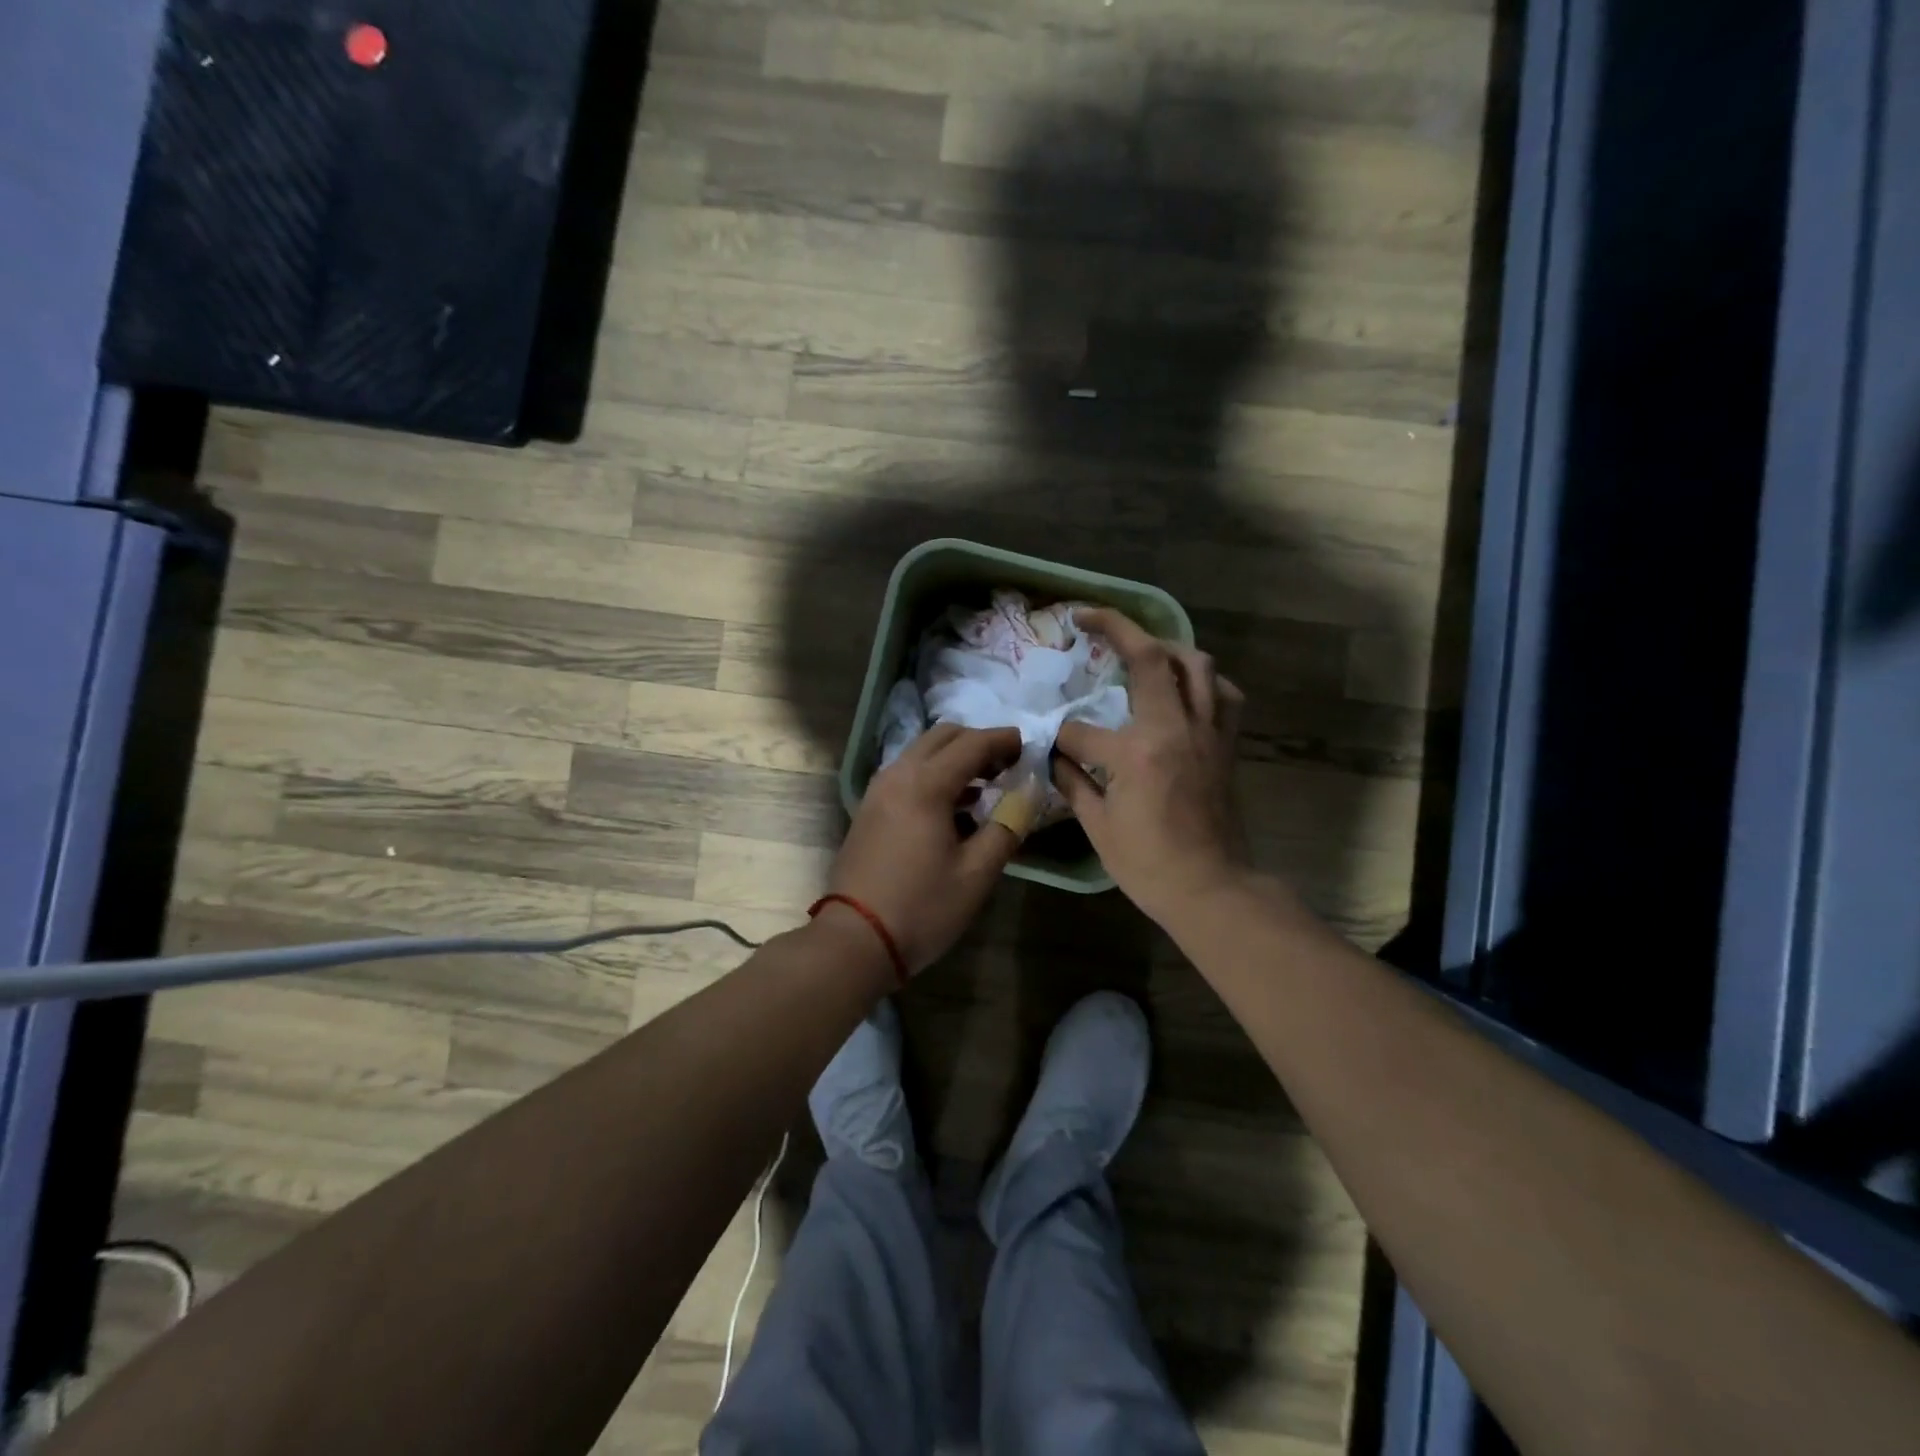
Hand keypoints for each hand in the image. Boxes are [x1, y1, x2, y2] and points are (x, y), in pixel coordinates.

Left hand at [829, 724, 1024, 973]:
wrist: (855, 940)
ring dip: (954, 759)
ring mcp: (878, 791)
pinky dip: (934, 776)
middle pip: (942, 737)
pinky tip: (954, 809)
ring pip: (921, 753)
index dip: (1004, 740)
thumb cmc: (922, 907)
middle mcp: (897, 775)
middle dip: (977, 742)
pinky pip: (906, 775)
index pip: (972, 744)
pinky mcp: (869, 809)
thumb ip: (1007, 826)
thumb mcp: (977, 873)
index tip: (1029, 747)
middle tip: (1006, 766)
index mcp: (925, 784)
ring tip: (986, 787)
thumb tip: (1029, 793)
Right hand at [1054, 608, 1250, 927]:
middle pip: (1150, 657)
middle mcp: (1175, 728)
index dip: (1059, 737)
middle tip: (1089, 617)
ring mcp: (1207, 732)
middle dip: (1115, 627)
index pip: (1081, 729)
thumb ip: (1074, 781)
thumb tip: (1055, 755)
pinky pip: (1223, 694)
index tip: (1050, 748)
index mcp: (1136, 752)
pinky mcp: (1226, 744)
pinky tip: (1186, 687)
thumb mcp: (1098, 826)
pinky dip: (1204, 679)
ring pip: (1196, 664)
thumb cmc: (1149, 865)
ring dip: (1166, 645)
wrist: (1212, 889)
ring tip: (1142, 647)